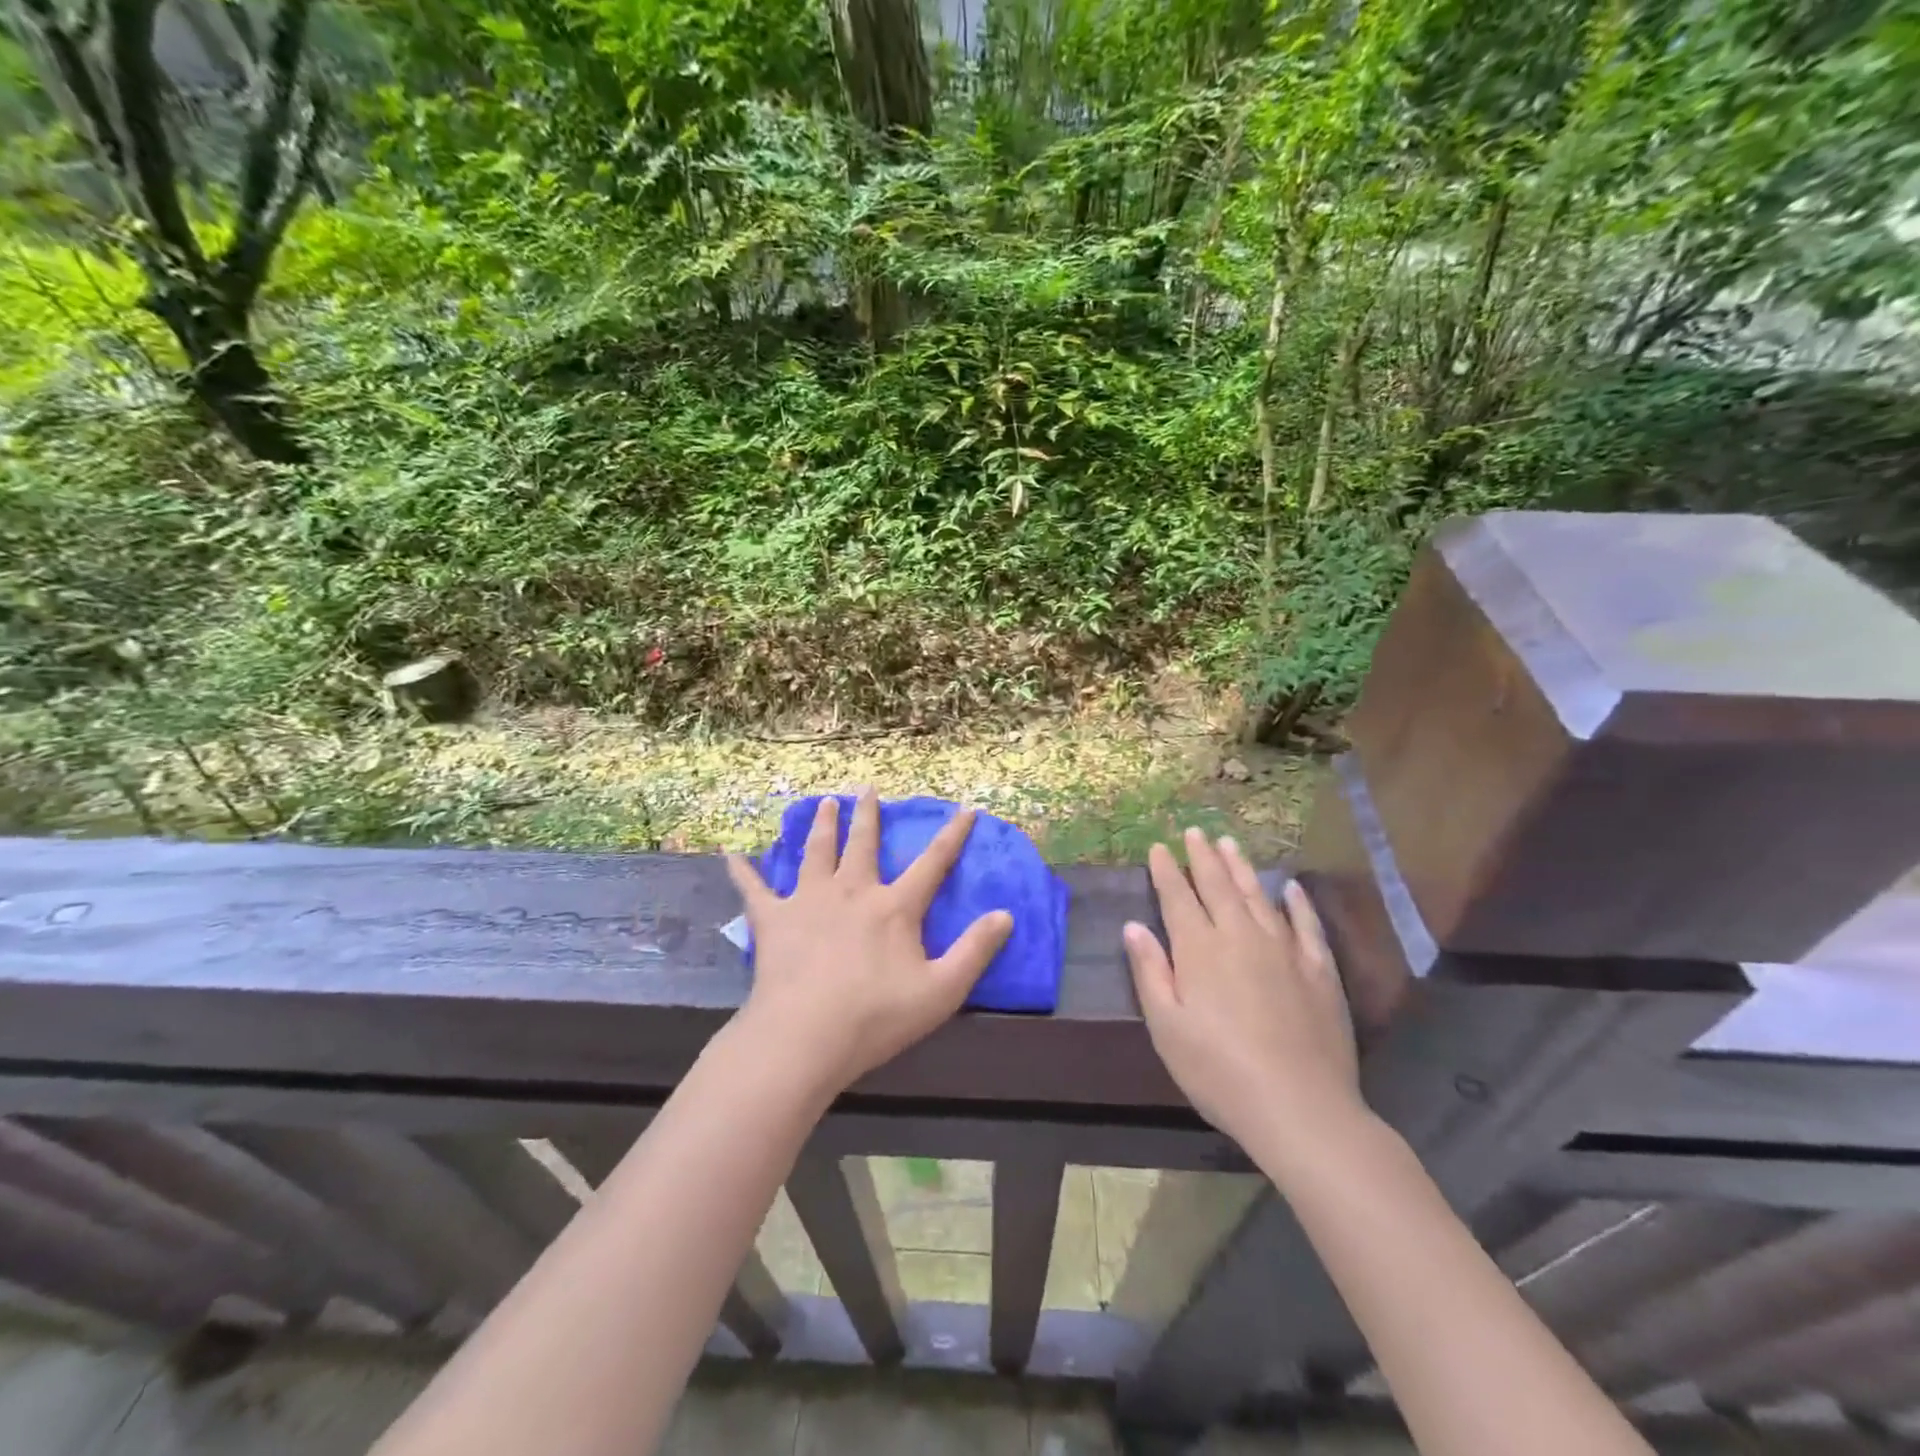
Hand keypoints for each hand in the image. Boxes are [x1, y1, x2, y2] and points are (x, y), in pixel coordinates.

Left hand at [727, 789, 1013, 1096]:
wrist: (804, 1036)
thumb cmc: (876, 1017)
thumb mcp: (941, 990)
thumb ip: (975, 951)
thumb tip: (1006, 915)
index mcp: (894, 907)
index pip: (932, 863)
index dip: (953, 835)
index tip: (967, 809)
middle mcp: (852, 891)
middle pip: (863, 844)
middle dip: (870, 816)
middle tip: (868, 790)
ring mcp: (809, 901)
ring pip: (816, 852)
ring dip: (823, 825)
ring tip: (826, 803)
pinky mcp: (773, 919)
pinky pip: (754, 889)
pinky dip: (743, 871)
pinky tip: (732, 854)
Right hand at [1124, 829, 1361, 1162]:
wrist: (1299, 1107)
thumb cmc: (1218, 1071)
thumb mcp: (1167, 1027)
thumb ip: (1150, 971)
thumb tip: (1134, 926)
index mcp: (1200, 950)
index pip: (1178, 898)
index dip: (1167, 871)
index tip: (1159, 847)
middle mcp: (1240, 937)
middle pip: (1218, 887)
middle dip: (1202, 857)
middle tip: (1194, 832)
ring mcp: (1284, 950)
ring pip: (1258, 896)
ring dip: (1241, 868)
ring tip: (1229, 843)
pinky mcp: (1319, 970)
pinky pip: (1306, 925)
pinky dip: (1297, 903)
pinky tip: (1290, 888)